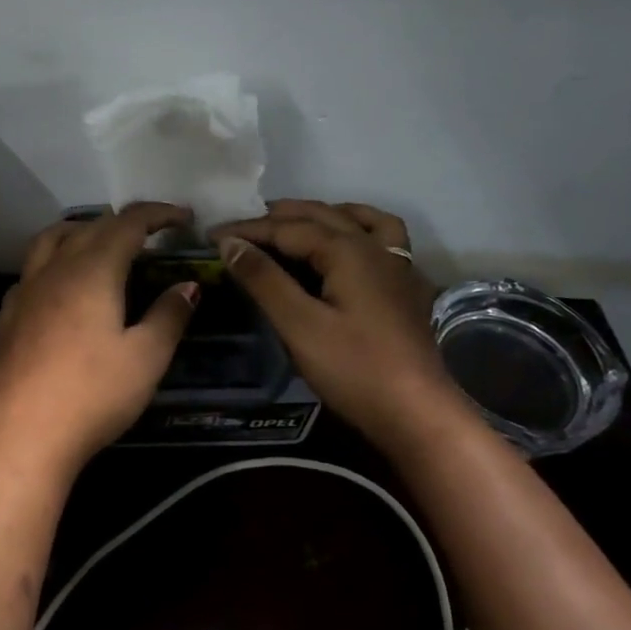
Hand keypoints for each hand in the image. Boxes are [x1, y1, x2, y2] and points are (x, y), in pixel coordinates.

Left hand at [0, 203, 198, 478]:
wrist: (21, 434)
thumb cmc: (92, 394)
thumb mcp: (146, 358)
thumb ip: (169, 316)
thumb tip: (188, 285)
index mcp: (93, 269)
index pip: (128, 223)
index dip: (158, 214)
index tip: (184, 217)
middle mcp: (56, 268)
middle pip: (91, 227)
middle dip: (125, 222)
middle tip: (153, 234)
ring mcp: (26, 290)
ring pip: (52, 239)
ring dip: (81, 231)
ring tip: (102, 242)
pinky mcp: (8, 315)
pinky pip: (32, 269)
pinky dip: (54, 261)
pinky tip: (60, 286)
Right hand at [211, 200, 467, 449]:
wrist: (419, 415)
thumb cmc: (354, 369)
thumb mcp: (299, 325)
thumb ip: (264, 279)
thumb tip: (230, 242)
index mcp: (347, 250)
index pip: (286, 228)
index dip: (247, 230)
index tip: (211, 235)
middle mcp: (373, 246)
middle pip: (319, 216)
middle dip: (275, 217)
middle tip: (239, 228)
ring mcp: (395, 264)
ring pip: (353, 219)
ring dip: (317, 215)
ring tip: (287, 224)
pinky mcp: (404, 286)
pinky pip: (381, 236)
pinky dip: (356, 227)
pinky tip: (343, 243)